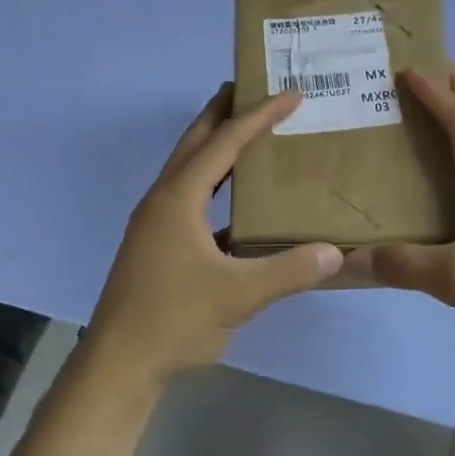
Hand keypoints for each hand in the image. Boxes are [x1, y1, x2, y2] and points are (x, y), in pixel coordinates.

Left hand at [84, 85, 343, 386]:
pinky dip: (216, 188)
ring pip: (190, 171)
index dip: (259, 116)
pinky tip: (240, 203)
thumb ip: (289, 271)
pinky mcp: (159, 247)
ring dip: (217, 148)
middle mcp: (164, 201)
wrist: (118, 365)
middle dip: (223, 113)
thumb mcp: (239, 295)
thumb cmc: (173, 320)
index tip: (291, 94)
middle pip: (196, 142)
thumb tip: (336, 252)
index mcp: (178, 198)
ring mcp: (157, 225)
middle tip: (255, 90)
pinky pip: (192, 201)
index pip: (225, 143)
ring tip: (250, 134)